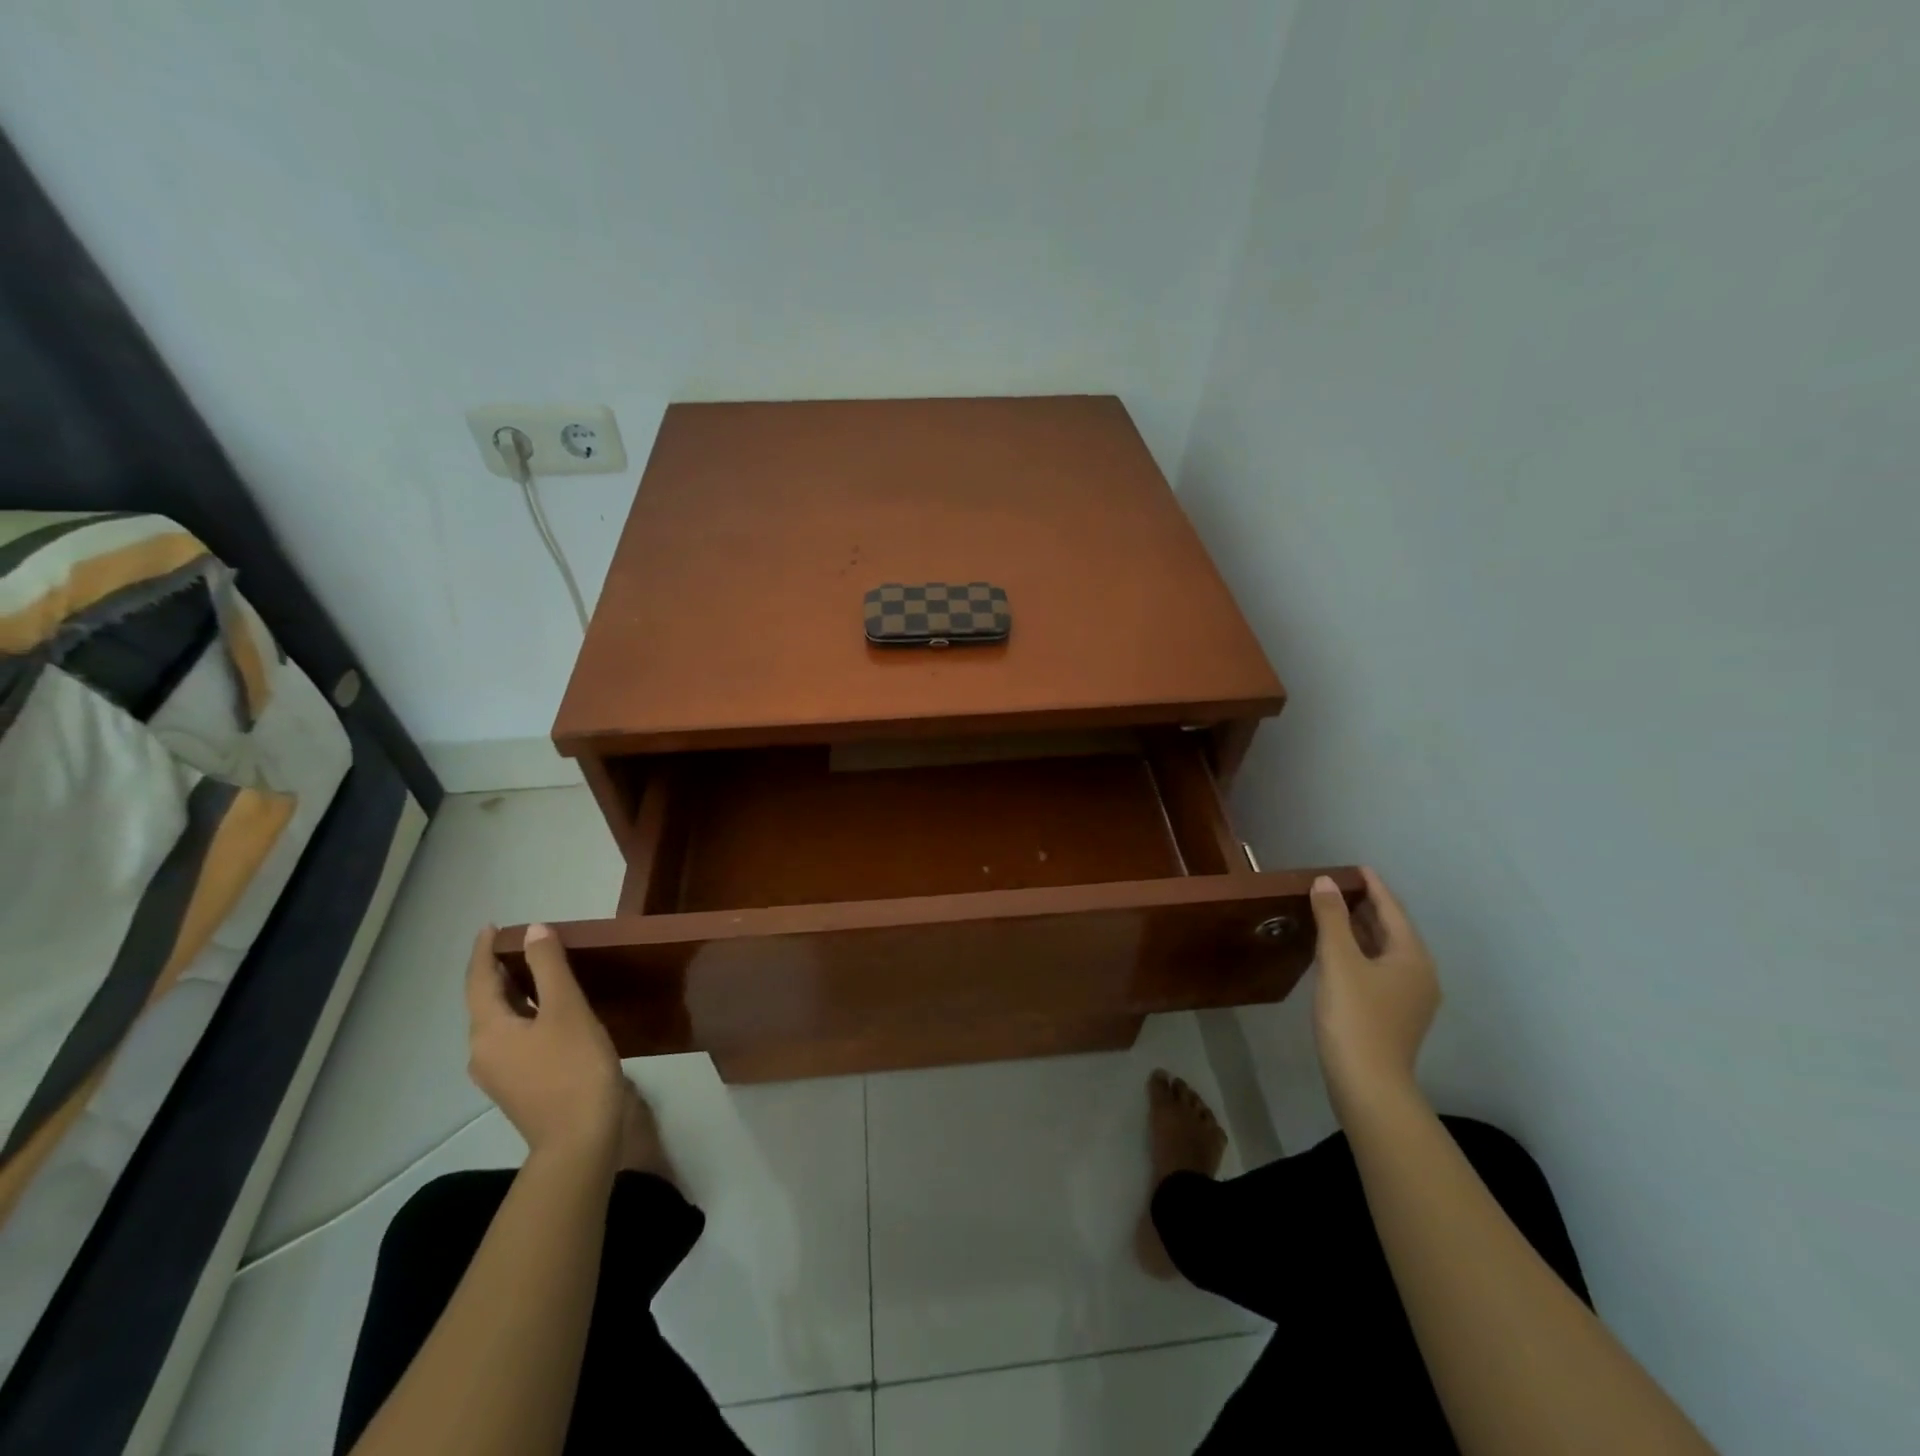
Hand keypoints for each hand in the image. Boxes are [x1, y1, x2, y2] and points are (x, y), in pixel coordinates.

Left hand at [466, 924, 624, 1156]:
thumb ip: (549, 967)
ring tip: (540, 971)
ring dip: (516, 993)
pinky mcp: (519, 1086)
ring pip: (501, 1021)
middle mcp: (483, 1051)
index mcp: (488, 1030)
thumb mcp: (566, 1010)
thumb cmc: (574, 1068)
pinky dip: (526, 1014)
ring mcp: (500, 1073)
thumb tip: (533, 931)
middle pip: (486, 1001)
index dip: (484, 951)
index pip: (478, 980)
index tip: (492, 926)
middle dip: (500, 970)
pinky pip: (514, 1038)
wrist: (581, 1139)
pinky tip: (551, 1012)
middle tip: (524, 944)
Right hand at [1309, 868, 1439, 1111]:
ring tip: (1334, 912)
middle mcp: (1419, 974)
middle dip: (1366, 907)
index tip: (1356, 867)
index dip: (1373, 887)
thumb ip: (1332, 917)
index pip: (1392, 910)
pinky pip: (1378, 969)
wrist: (1367, 1083)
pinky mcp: (1394, 1014)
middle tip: (1338, 887)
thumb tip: (1325, 882)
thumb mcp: (1338, 960)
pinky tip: (1338, 952)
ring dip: (1361, 930)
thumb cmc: (1355, 1016)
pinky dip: (1359, 952)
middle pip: (1392, 930)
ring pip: (1384, 951)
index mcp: (1412, 957)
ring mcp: (1409, 997)